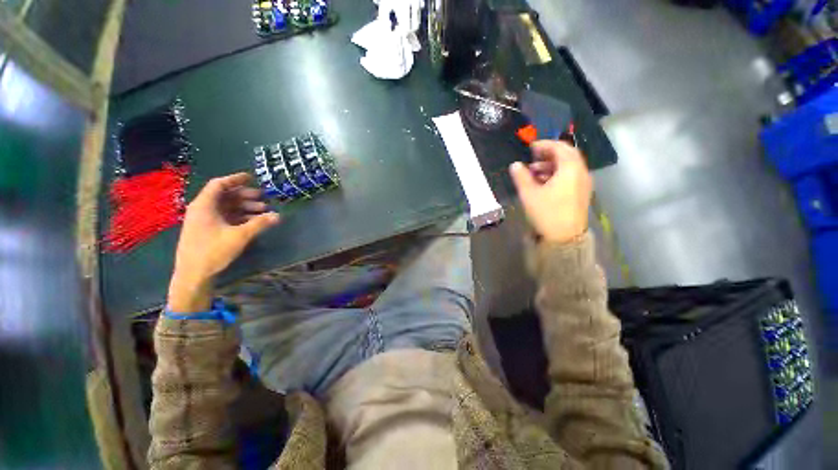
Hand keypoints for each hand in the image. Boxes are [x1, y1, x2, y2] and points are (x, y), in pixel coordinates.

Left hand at [168, 173, 279, 311]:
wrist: (193, 274)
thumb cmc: (213, 251)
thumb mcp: (239, 236)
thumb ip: (259, 224)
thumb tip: (278, 215)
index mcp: (205, 205)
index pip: (219, 184)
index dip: (236, 179)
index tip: (252, 177)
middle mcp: (203, 209)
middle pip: (225, 196)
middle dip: (245, 196)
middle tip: (264, 198)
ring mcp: (204, 221)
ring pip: (226, 207)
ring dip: (245, 208)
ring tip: (263, 212)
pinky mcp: (207, 230)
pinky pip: (225, 217)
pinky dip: (239, 217)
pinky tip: (253, 222)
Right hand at [509, 140, 592, 243]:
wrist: (565, 238)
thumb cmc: (547, 213)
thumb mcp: (529, 194)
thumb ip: (521, 177)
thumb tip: (514, 165)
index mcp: (570, 169)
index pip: (560, 148)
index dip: (545, 144)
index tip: (530, 146)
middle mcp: (581, 172)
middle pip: (566, 155)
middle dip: (548, 154)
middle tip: (532, 157)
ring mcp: (583, 183)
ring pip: (568, 166)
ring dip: (551, 165)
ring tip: (534, 172)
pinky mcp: (581, 193)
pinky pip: (570, 176)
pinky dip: (557, 174)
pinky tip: (543, 183)